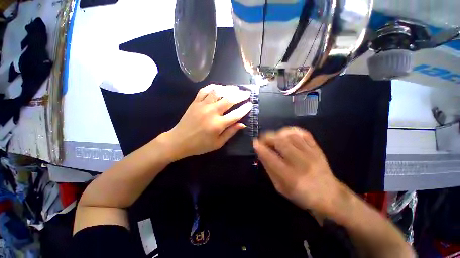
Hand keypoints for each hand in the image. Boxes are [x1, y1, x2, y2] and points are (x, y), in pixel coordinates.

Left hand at [161, 84, 252, 161]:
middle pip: (229, 100)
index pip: (236, 114)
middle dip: (240, 95)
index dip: (245, 108)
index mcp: (218, 125)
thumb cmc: (200, 145)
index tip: (250, 104)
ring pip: (217, 92)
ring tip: (235, 88)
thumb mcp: (218, 143)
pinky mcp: (195, 102)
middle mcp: (212, 112)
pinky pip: (204, 90)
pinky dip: (212, 87)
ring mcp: (202, 105)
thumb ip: (230, 133)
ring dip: (228, 88)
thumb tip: (242, 124)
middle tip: (246, 92)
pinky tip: (218, 87)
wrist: (179, 141)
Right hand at [253, 127, 339, 213]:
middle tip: (263, 139)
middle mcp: (301, 163)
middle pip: (281, 142)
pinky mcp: (317, 148)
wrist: (329, 195)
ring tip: (273, 137)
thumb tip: (261, 153)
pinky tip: (285, 134)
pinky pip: (303, 133)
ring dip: (278, 133)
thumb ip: (269, 169)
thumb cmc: (301, 194)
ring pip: (291, 135)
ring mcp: (311, 154)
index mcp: (290, 177)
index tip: (255, 143)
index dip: (261, 148)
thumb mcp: (280, 187)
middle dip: (268, 137)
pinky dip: (292, 130)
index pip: (271, 158)